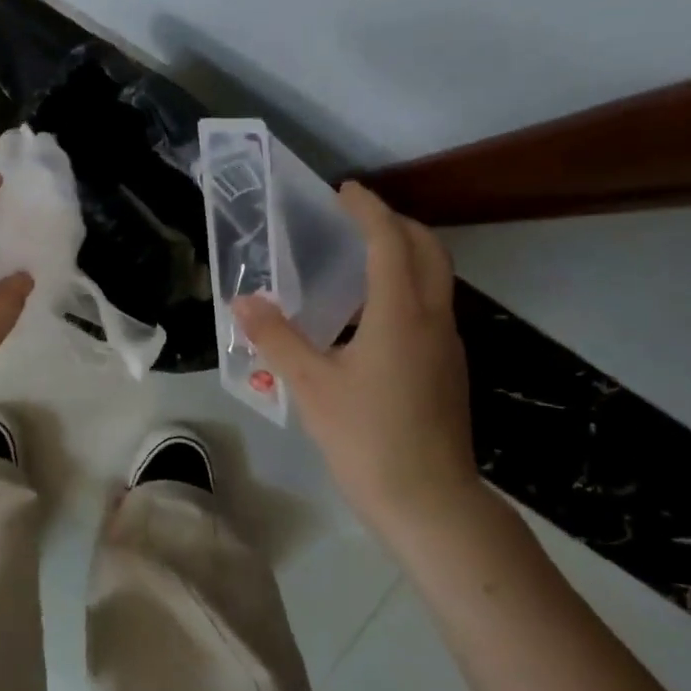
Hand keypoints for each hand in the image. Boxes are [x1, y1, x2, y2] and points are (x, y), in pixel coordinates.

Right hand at [232, 182, 478, 534]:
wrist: (428, 500)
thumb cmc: (366, 438)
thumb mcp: (310, 386)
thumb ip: (276, 338)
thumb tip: (243, 300)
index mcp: (400, 315)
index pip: (390, 242)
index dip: (368, 210)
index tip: (344, 190)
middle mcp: (432, 320)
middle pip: (428, 251)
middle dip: (396, 224)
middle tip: (356, 217)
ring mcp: (446, 345)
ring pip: (435, 279)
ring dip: (404, 254)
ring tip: (359, 259)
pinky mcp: (446, 369)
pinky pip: (429, 308)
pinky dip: (405, 288)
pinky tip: (368, 316)